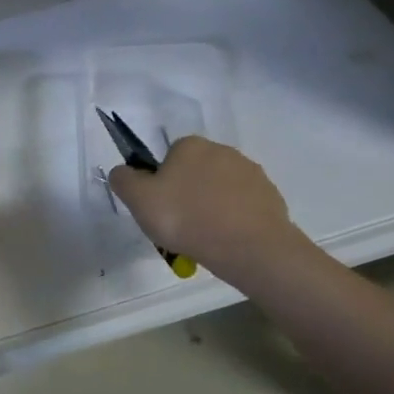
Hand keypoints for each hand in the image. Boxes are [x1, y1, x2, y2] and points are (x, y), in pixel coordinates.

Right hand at [107, 137, 299, 284]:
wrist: (250, 248)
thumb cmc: (187, 218)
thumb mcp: (139, 200)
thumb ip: (124, 180)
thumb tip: (122, 172)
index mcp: (190, 145)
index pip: (168, 158)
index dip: (161, 183)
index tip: (161, 209)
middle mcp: (222, 150)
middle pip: (195, 173)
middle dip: (188, 195)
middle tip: (180, 226)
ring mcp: (251, 173)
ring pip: (220, 190)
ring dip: (212, 208)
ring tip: (205, 239)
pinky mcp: (271, 196)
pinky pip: (243, 206)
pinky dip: (234, 220)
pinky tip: (228, 241)